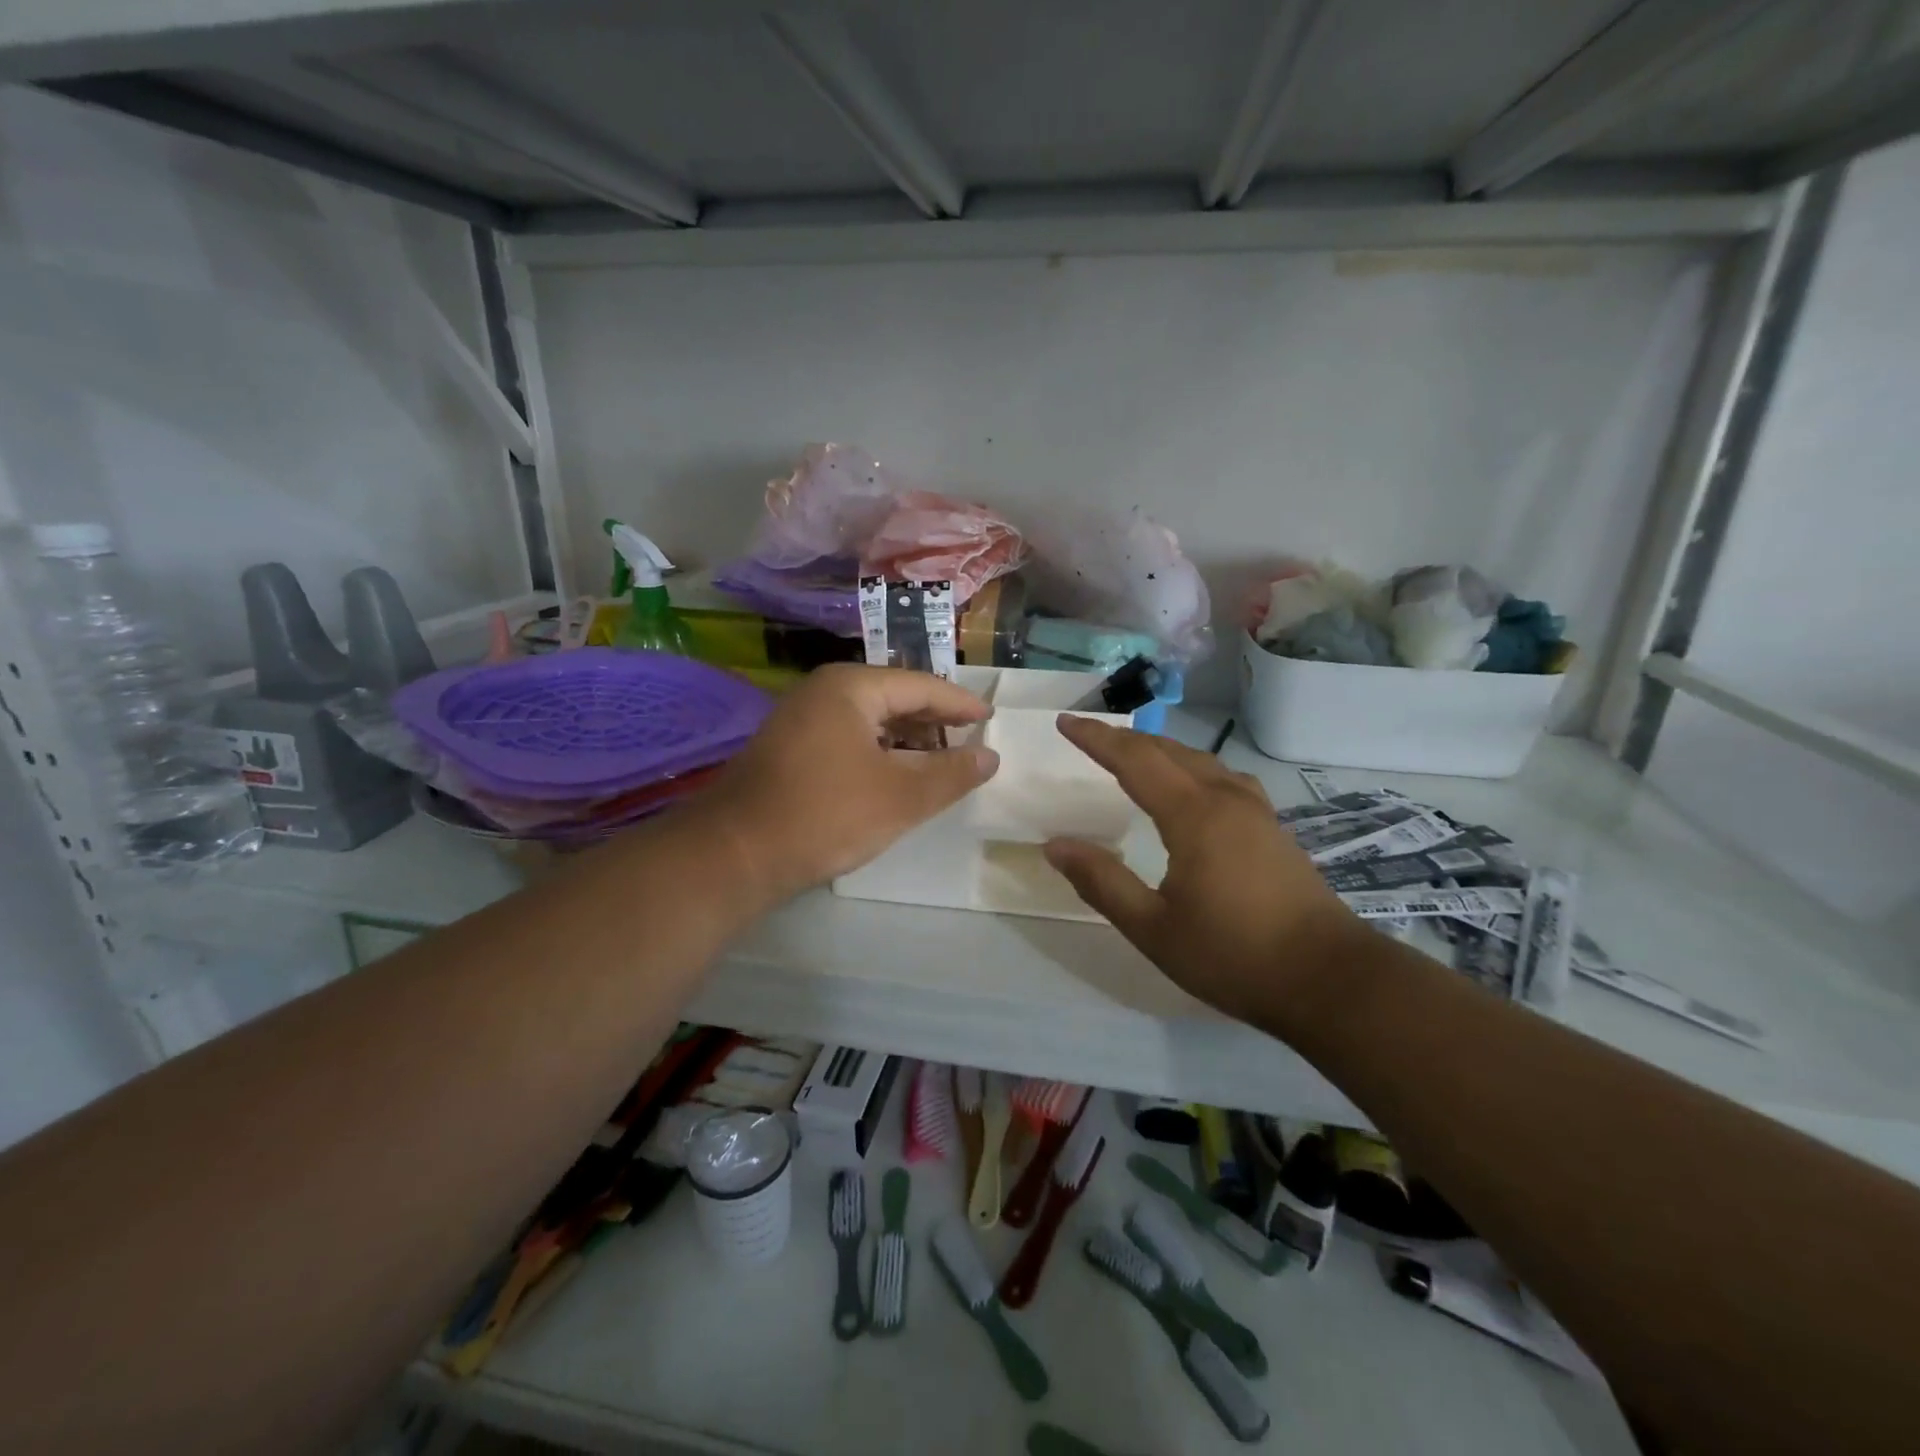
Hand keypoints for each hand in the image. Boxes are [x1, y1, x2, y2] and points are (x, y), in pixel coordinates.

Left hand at [698, 665, 998, 903]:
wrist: (736, 853)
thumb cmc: (826, 815)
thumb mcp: (901, 797)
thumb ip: (951, 773)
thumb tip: (990, 756)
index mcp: (851, 687)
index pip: (921, 685)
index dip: (960, 704)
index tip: (991, 719)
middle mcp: (824, 691)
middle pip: (894, 698)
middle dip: (934, 722)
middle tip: (970, 744)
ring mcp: (801, 718)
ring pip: (870, 721)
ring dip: (907, 741)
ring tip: (940, 764)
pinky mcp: (790, 748)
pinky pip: (848, 738)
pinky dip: (879, 753)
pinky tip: (895, 778)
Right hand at [1042, 718, 1365, 1031]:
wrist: (1329, 980)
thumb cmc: (1234, 956)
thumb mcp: (1153, 928)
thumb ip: (1102, 882)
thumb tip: (1056, 845)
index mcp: (1194, 815)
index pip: (1135, 760)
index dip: (1096, 738)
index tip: (1065, 722)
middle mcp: (1226, 799)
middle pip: (1168, 751)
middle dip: (1124, 738)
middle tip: (1089, 734)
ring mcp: (1257, 812)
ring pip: (1200, 761)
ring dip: (1160, 750)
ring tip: (1134, 753)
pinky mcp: (1274, 829)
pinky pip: (1223, 778)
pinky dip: (1192, 767)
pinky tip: (1194, 787)